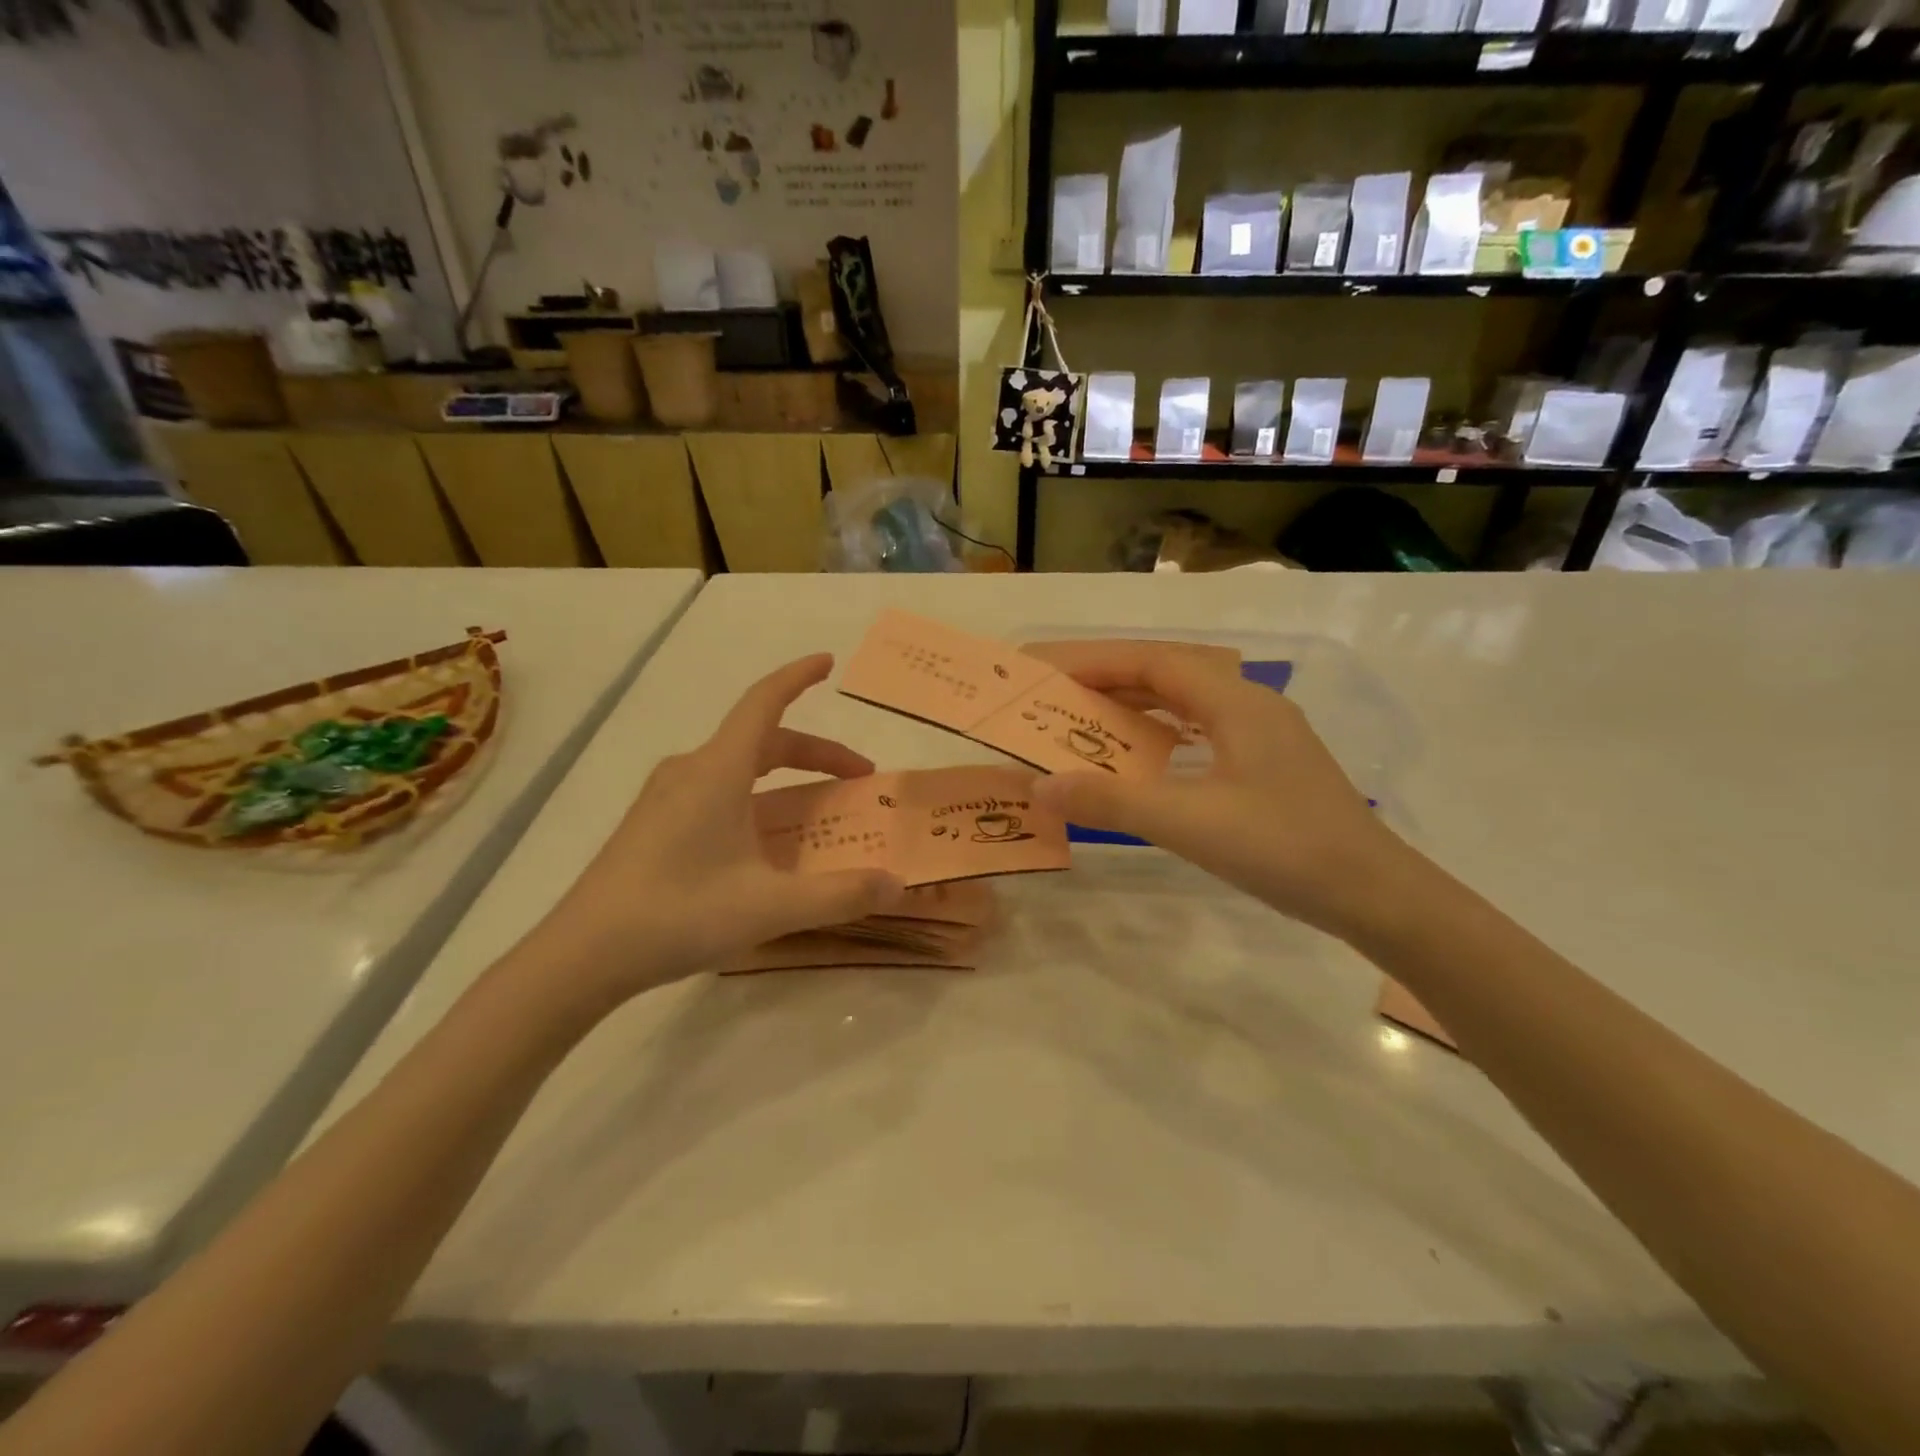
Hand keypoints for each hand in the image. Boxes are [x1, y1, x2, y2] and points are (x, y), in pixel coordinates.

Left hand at [526, 654, 904, 1004]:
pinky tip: (763, 841)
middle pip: (762, 740)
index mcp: (718, 771)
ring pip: (738, 766)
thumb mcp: (771, 907)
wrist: (583, 955)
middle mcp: (691, 770)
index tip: (828, 663)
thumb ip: (841, 894)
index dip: (798, 677)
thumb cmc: (679, 914)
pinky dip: (756, 797)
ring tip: (817, 810)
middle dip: (816, 753)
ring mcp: (666, 796)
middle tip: (858, 778)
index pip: (764, 702)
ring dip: (785, 777)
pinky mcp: (653, 823)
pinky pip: (716, 790)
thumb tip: (898, 884)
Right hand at [1024, 640, 1414, 941]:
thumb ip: (1111, 802)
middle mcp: (1253, 706)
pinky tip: (1151, 755)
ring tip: (1094, 720)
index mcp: (1236, 704)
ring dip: (1142, 705)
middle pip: (1174, 674)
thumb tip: (1041, 787)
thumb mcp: (1188, 824)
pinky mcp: (1273, 765)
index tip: (1053, 673)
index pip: (1156, 662)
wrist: (1374, 895)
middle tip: (1064, 696)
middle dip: (1115, 680)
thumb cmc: (1283, 848)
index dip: (1100, 662)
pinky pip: (1206, 729)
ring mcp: (1268, 736)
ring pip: (1192, 702)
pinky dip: (1167, 733)